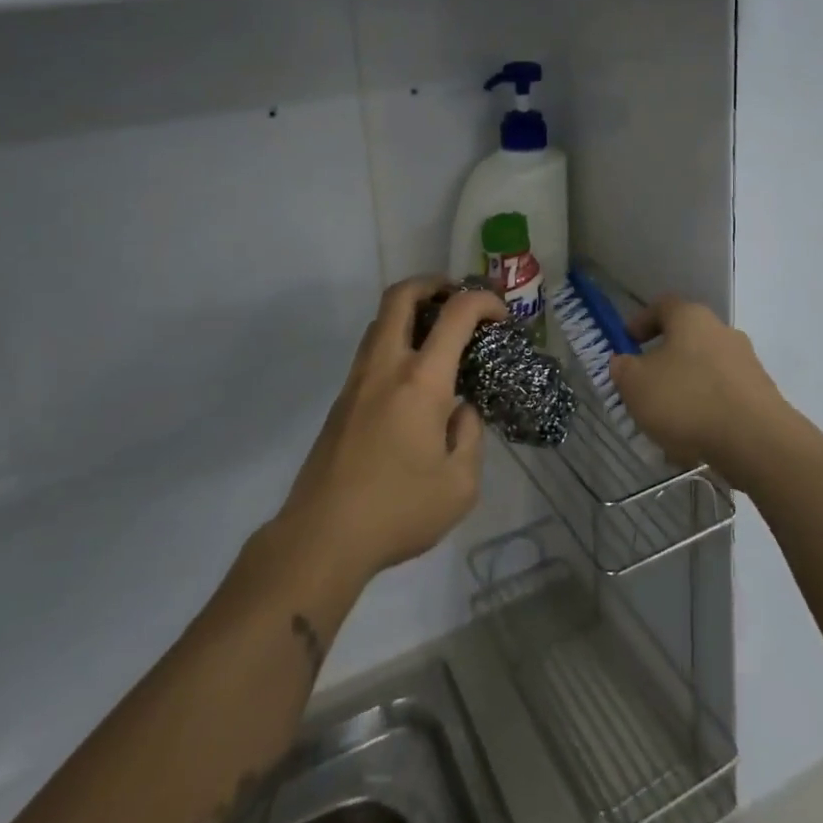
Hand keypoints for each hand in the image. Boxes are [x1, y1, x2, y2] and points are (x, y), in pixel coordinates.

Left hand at [280, 278, 503, 581]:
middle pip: (401, 295)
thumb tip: (460, 410)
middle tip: (458, 297)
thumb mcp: (460, 485)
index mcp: (421, 381)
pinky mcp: (342, 400)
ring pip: (380, 320)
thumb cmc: (398, 510)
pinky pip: (372, 349)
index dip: (484, 301)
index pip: (457, 313)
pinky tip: (415, 376)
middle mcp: (386, 366)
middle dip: (434, 283)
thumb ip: (470, 436)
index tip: (502, 317)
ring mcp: (358, 380)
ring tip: (439, 333)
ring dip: (411, 310)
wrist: (321, 539)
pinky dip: (397, 339)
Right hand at [609, 295, 790, 491]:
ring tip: (666, 425)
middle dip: (662, 362)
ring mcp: (746, 362)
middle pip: (685, 339)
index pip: (661, 306)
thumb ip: (623, 369)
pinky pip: (723, 397)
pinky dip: (706, 412)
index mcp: (691, 317)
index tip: (625, 344)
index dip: (640, 322)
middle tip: (643, 388)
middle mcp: (722, 330)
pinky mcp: (760, 394)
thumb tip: (624, 363)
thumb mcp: (636, 385)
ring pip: (704, 371)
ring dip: (684, 390)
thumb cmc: (687, 400)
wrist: (757, 440)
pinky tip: (693, 442)